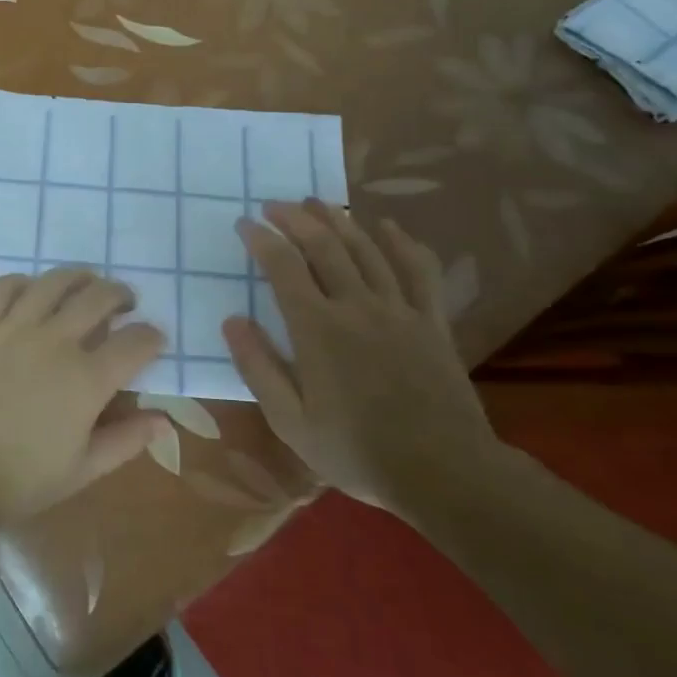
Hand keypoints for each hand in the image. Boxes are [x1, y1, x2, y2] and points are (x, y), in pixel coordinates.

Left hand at [0, 268, 165, 527]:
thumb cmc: (18, 479)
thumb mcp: (82, 470)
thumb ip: (126, 440)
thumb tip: (165, 419)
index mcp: (87, 380)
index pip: (135, 342)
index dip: (151, 336)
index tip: (153, 339)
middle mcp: (56, 341)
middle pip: (99, 298)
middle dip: (120, 296)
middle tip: (122, 304)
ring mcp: (14, 326)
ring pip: (55, 282)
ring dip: (79, 279)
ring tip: (84, 285)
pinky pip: (5, 286)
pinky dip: (24, 282)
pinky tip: (30, 291)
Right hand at [222, 200, 499, 512]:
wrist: (444, 473)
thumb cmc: (356, 451)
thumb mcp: (290, 421)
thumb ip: (258, 367)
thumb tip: (232, 321)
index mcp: (317, 329)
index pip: (283, 267)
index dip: (261, 240)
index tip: (244, 224)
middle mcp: (357, 306)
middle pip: (324, 246)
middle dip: (295, 219)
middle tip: (275, 205)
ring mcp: (399, 310)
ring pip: (367, 248)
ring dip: (339, 220)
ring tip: (317, 203)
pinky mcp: (431, 321)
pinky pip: (418, 269)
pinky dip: (401, 242)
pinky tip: (387, 226)